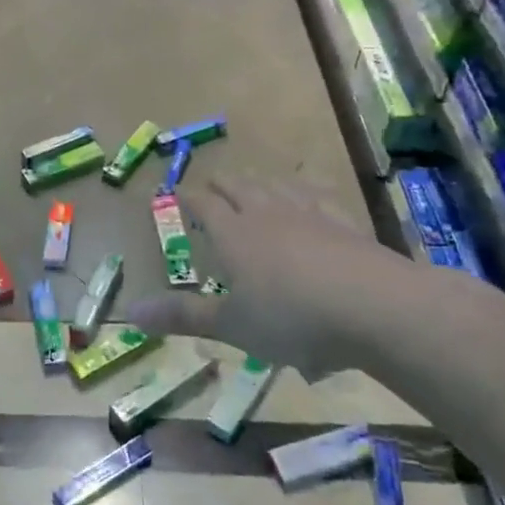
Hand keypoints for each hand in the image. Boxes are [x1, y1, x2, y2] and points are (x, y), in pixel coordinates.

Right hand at [123, 175, 426, 370]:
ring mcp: (309, 214)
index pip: (204, 206)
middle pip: (240, 188)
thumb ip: (183, 316)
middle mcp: (267, 215)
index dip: (187, 197)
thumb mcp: (232, 326)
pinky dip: (306, 186)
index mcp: (234, 235)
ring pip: (277, 185)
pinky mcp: (345, 223)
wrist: (375, 308)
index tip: (174, 192)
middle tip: (212, 181)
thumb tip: (129, 312)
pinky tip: (310, 188)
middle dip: (222, 184)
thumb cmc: (293, 319)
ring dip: (259, 180)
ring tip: (253, 178)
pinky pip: (319, 194)